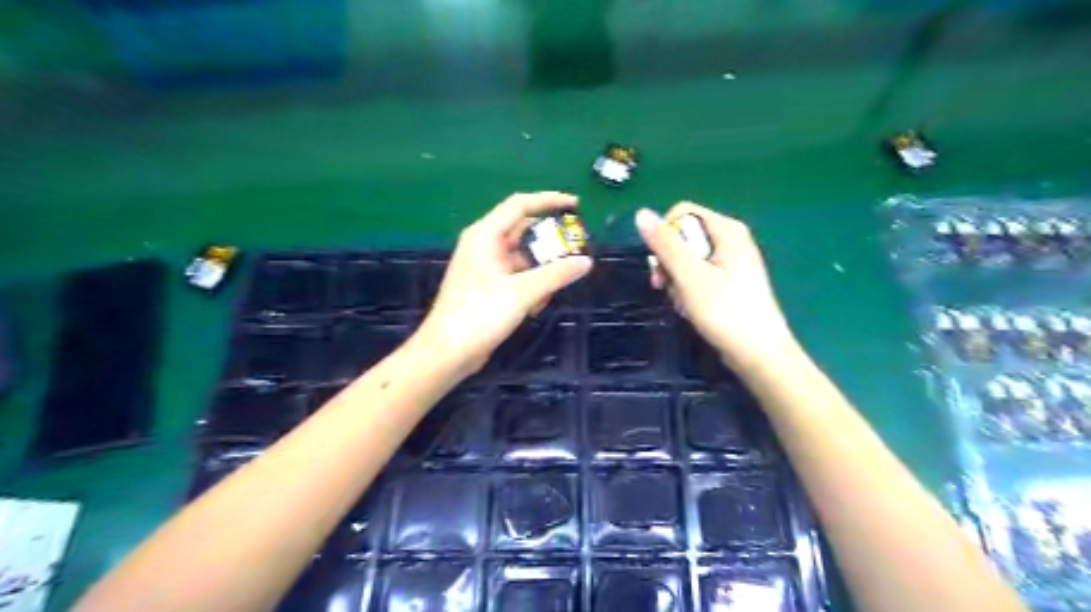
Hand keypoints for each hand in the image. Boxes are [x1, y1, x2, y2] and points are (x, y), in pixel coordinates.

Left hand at [413, 192, 592, 372]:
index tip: (576, 205)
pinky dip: (531, 284)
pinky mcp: (488, 287)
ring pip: (522, 256)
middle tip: (576, 247)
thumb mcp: (522, 292)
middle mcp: (484, 245)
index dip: (549, 200)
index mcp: (485, 236)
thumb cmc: (479, 315)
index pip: (520, 205)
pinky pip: (516, 275)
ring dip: (542, 268)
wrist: (448, 352)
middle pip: (523, 231)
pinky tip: (539, 304)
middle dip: (549, 240)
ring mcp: (485, 267)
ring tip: (560, 282)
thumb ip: (556, 274)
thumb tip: (586, 261)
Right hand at [637, 203, 798, 370]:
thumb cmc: (725, 312)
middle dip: (669, 261)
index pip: (682, 213)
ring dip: (676, 280)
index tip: (661, 264)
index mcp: (727, 230)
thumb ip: (666, 244)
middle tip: (664, 287)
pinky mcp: (730, 283)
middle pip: (684, 236)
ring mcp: (732, 263)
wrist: (758, 354)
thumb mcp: (690, 276)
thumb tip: (641, 213)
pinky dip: (688, 290)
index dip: (665, 235)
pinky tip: (691, 308)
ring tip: (682, 302)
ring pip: (688, 259)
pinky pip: (699, 276)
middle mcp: (731, 240)